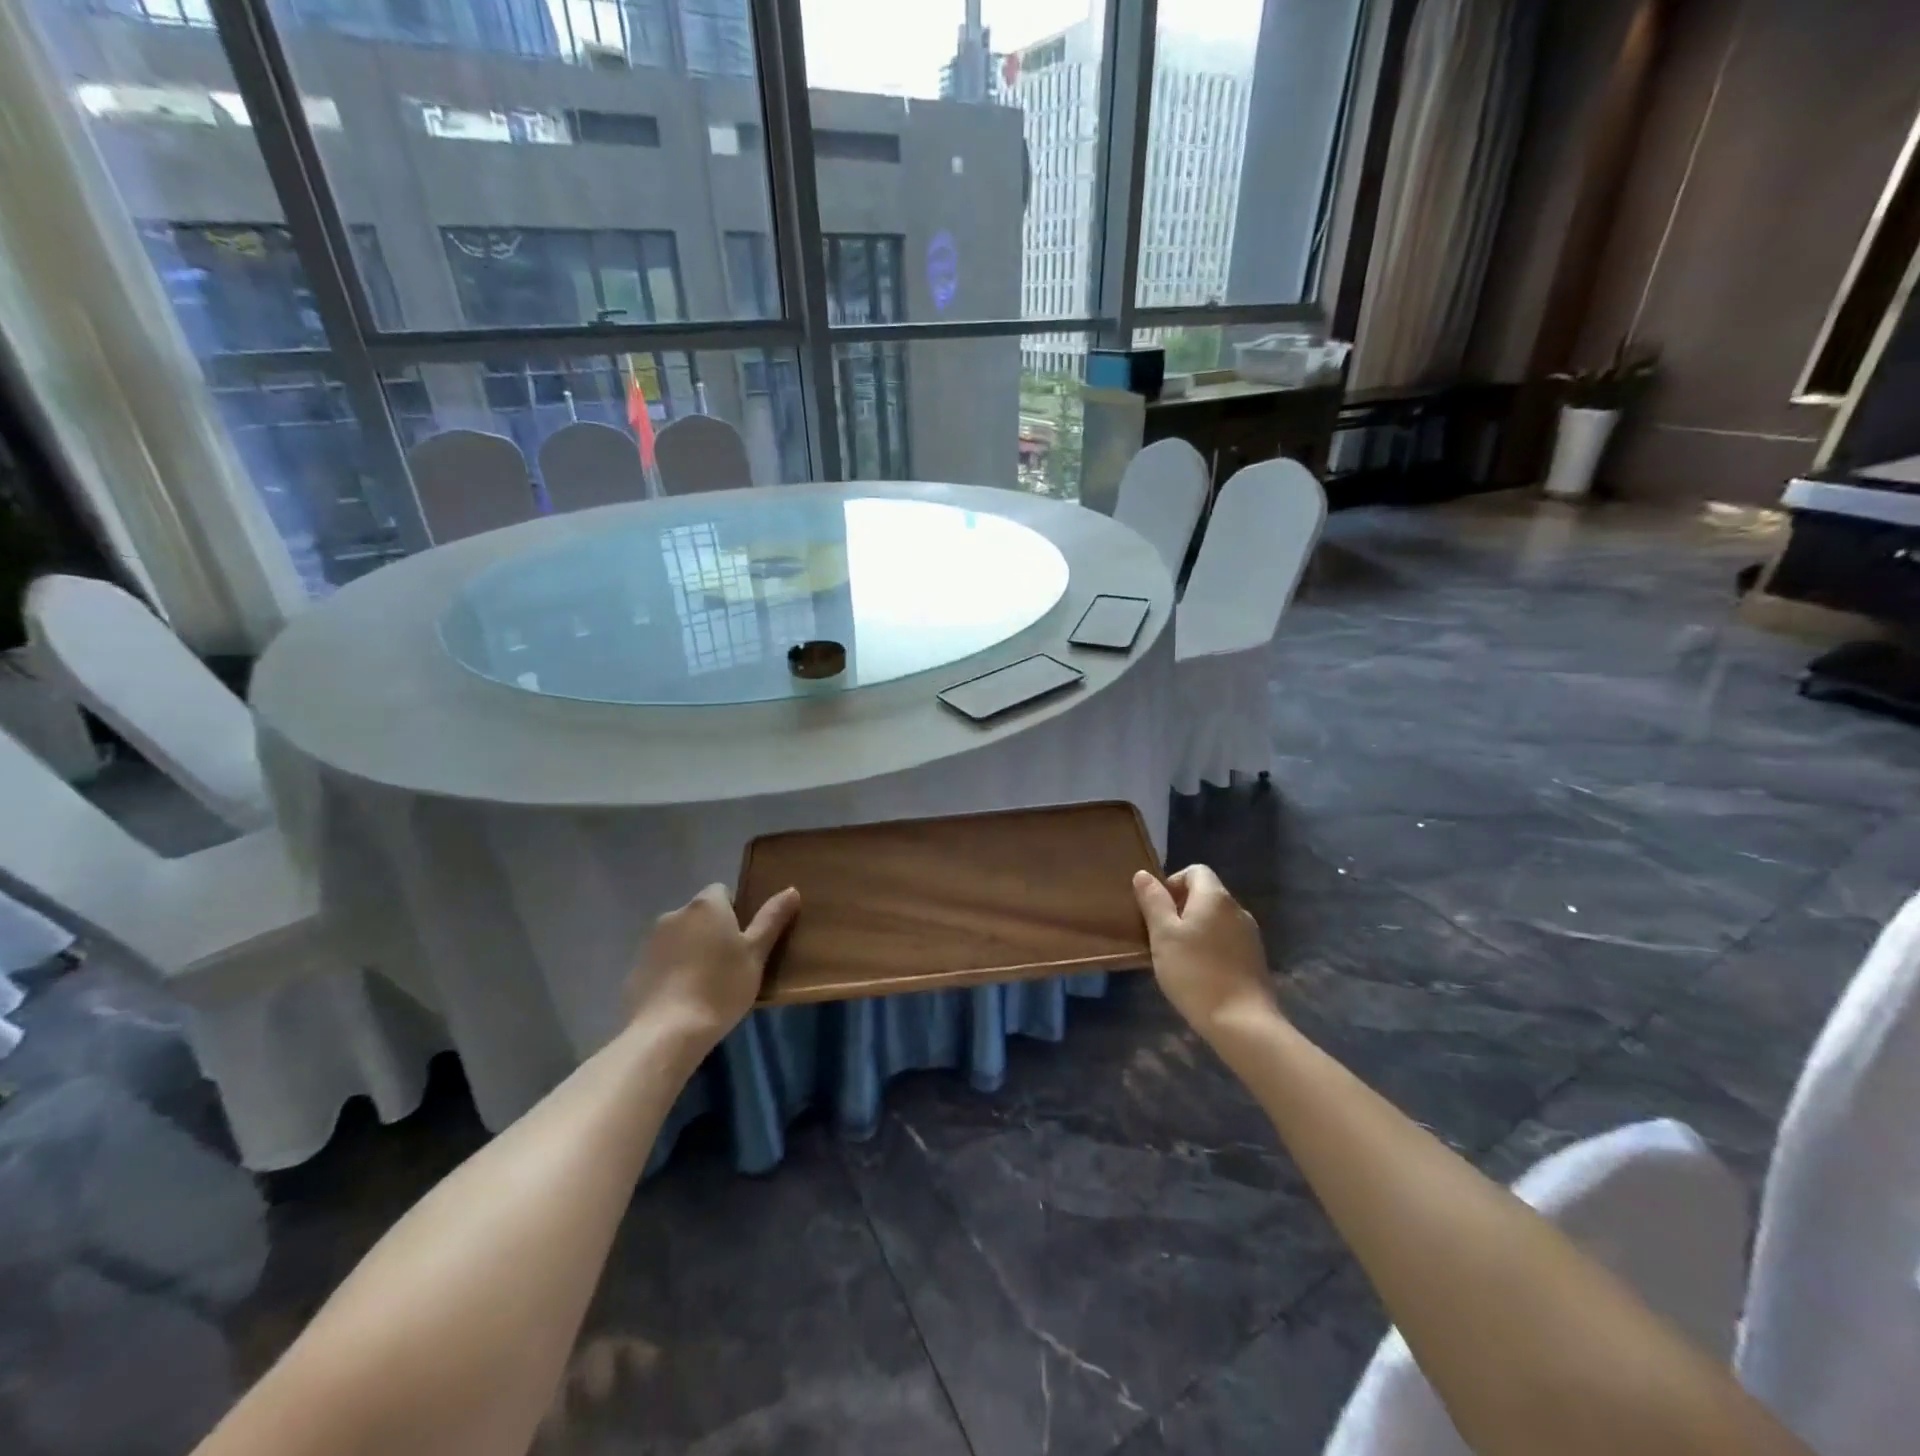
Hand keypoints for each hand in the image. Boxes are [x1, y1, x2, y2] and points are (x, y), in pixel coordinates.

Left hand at [627, 885, 800, 1046]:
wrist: (667, 1032)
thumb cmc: (721, 987)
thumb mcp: (756, 954)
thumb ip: (772, 919)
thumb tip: (791, 889)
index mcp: (706, 905)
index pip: (722, 891)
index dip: (735, 911)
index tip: (743, 940)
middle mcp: (674, 914)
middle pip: (699, 915)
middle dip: (712, 931)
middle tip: (730, 964)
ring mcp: (650, 941)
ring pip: (679, 937)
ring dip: (691, 950)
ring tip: (705, 984)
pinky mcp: (635, 969)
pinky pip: (661, 962)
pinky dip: (672, 971)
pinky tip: (682, 998)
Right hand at [1133, 865, 1280, 1038]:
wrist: (1241, 1022)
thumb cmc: (1195, 973)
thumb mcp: (1163, 935)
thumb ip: (1153, 901)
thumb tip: (1144, 874)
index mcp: (1215, 897)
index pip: (1195, 871)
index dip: (1172, 883)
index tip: (1157, 910)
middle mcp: (1237, 909)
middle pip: (1206, 894)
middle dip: (1181, 908)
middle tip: (1161, 936)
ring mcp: (1250, 935)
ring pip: (1216, 920)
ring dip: (1196, 929)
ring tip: (1177, 956)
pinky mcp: (1255, 959)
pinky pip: (1227, 940)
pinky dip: (1211, 947)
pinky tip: (1199, 972)